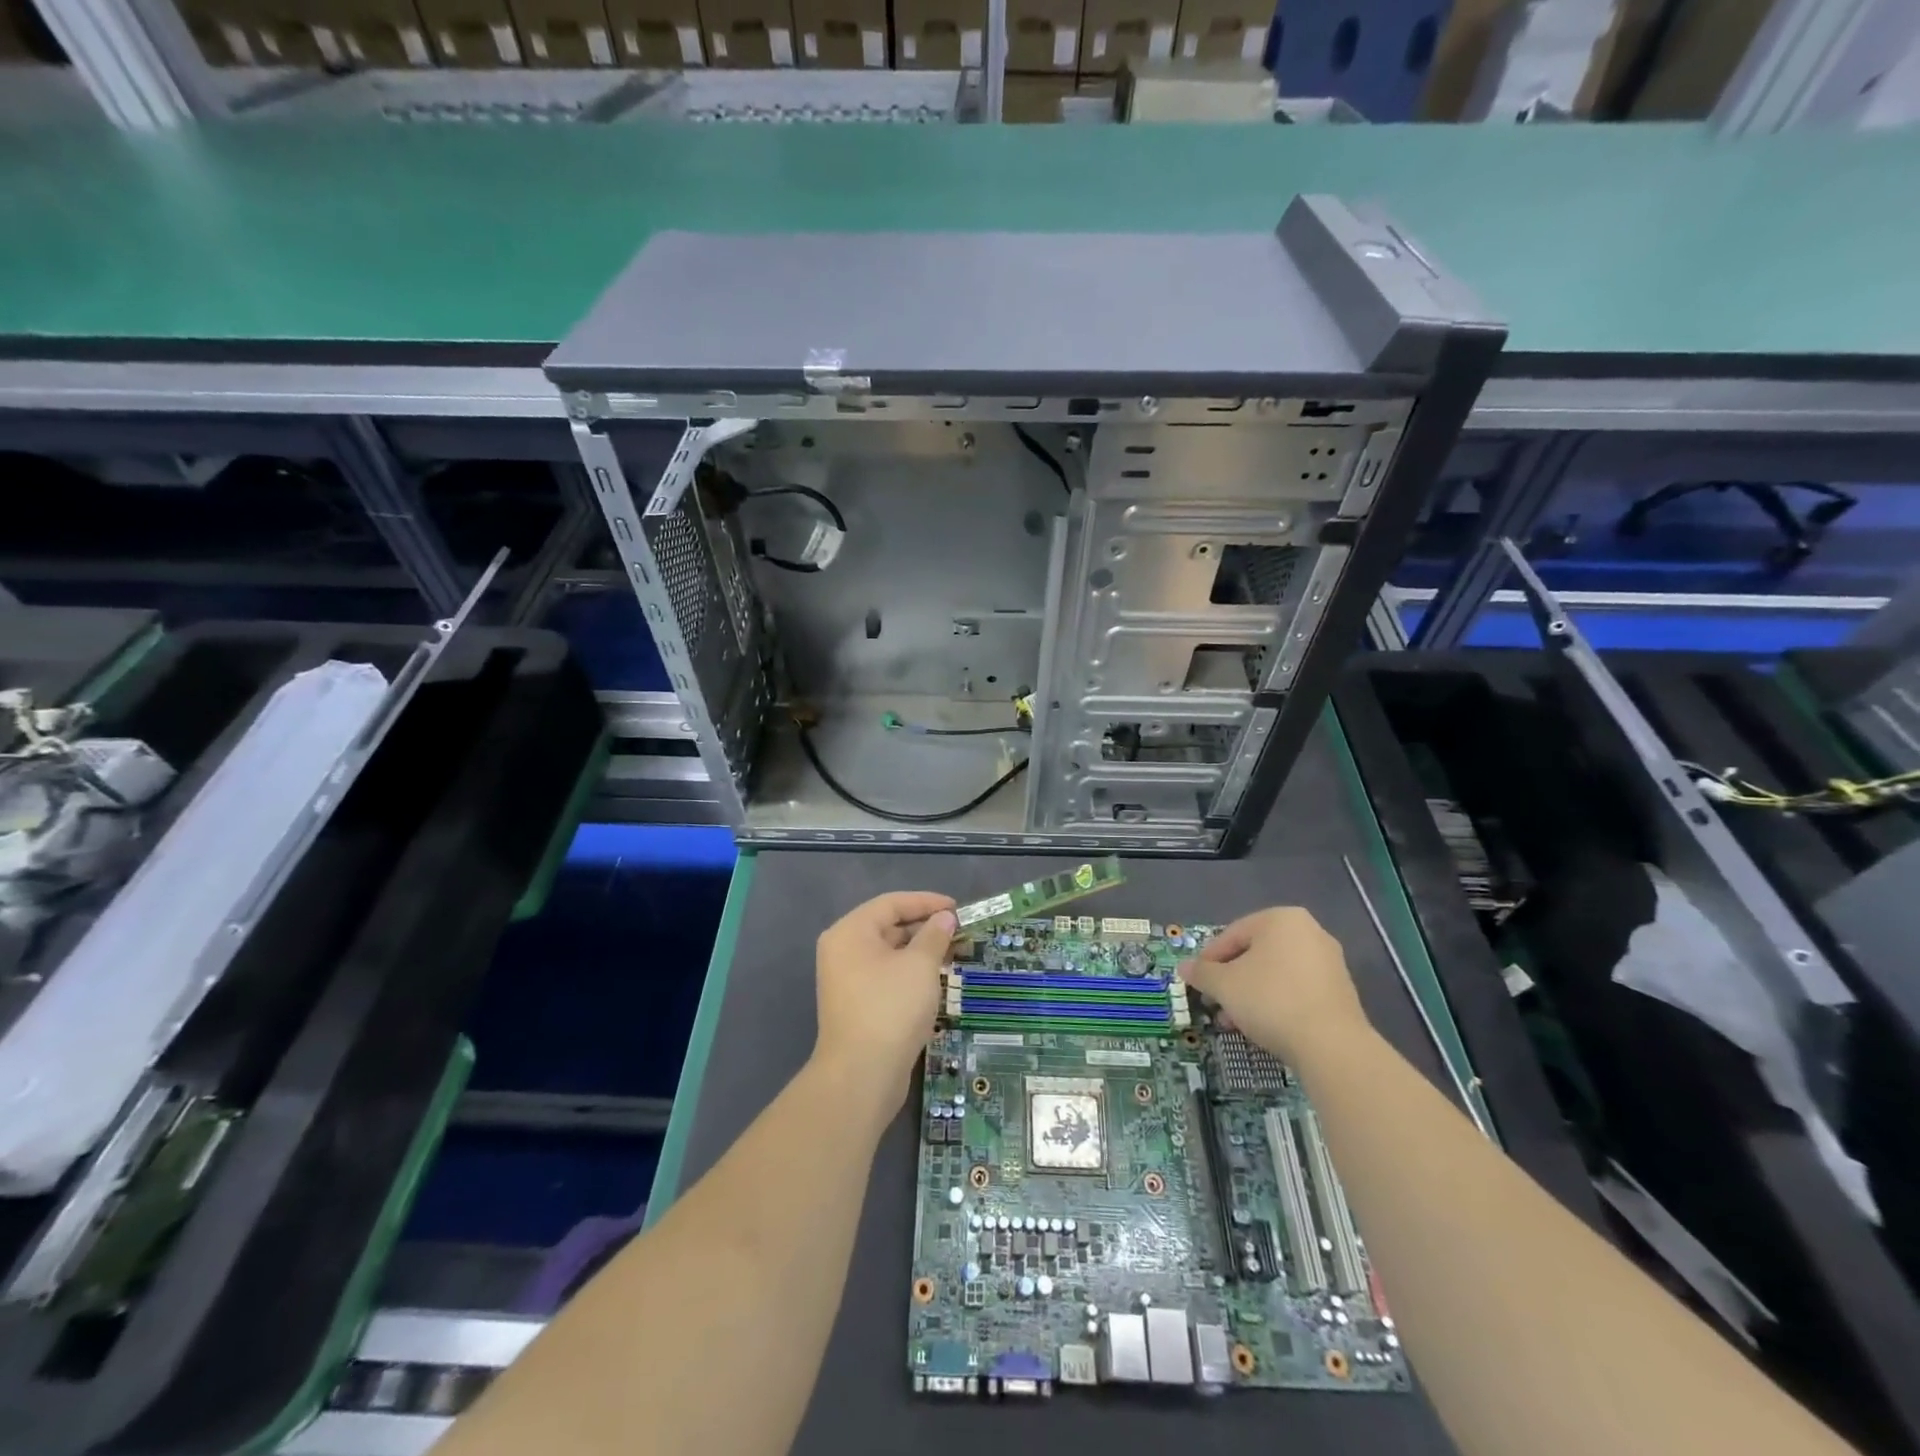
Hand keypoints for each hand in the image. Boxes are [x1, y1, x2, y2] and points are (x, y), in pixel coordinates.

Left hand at [813, 891, 957, 1107]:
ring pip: (890, 954)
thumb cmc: (891, 1007)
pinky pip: (887, 976)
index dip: (926, 902)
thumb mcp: (920, 965)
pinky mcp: (857, 1006)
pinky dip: (911, 973)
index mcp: (850, 932)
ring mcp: (848, 980)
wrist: (862, 1075)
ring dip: (922, 952)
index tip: (957, 908)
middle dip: (926, 928)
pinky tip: (937, 980)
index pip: (891, 903)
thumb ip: (934, 935)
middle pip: (888, 927)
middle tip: (961, 933)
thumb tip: (945, 918)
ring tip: (955, 954)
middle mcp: (843, 951)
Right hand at [1181, 906, 1368, 1066]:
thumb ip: (1201, 973)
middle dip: (1231, 979)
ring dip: (1251, 993)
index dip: (1209, 960)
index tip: (1198, 983)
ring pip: (1275, 973)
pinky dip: (1277, 1002)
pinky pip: (1297, 989)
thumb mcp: (1224, 985)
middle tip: (1215, 1003)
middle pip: (1255, 954)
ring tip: (1235, 1021)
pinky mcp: (1341, 991)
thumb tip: (1183, 968)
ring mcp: (1329, 962)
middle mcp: (1309, 932)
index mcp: (1281, 919)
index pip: (1232, 934)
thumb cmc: (1270, 1000)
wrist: (1332, 1046)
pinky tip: (1264, 1026)